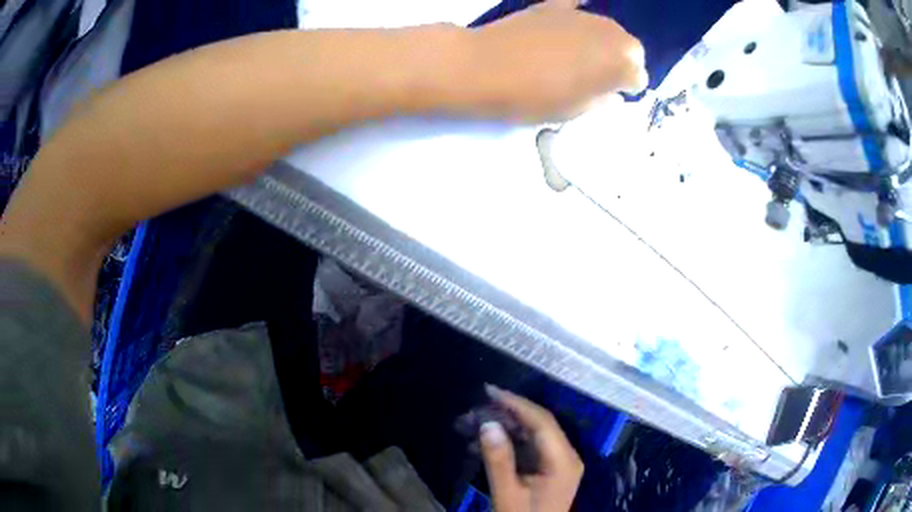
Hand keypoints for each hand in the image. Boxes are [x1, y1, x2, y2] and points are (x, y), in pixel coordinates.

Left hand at [468, 0, 647, 120]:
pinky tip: (580, 13)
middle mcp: (608, 33)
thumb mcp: (573, 111)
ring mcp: (580, 16)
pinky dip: (580, 8)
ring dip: (605, 41)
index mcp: (617, 64)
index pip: (638, 74)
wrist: (483, 68)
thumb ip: (600, 100)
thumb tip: (612, 93)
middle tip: (602, 77)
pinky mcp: (553, 7)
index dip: (628, 86)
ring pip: (607, 26)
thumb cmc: (531, 98)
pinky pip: (575, 2)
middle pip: (628, 46)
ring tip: (586, 55)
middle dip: (622, 61)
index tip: (615, 94)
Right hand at [480, 386, 583, 511]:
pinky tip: (484, 442)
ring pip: (533, 434)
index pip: (542, 422)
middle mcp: (566, 456)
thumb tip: (488, 424)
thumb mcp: (507, 494)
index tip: (489, 391)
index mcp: (563, 461)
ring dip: (505, 427)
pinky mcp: (550, 469)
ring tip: (474, 422)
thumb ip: (499, 459)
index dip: (516, 404)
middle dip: (507, 414)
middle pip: (539, 425)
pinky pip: (530, 447)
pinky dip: (508, 442)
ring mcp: (559, 463)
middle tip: (476, 408)